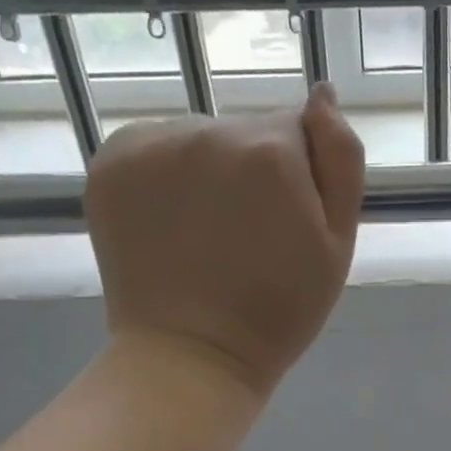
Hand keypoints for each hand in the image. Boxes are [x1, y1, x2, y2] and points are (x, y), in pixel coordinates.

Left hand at [84, 84, 364, 397]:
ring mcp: (150, 144)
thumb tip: (323, 95)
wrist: (193, 355)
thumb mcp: (337, 245)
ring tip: (205, 237)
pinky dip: (164, 178)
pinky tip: (171, 228)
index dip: (297, 180)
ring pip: (198, 140)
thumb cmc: (279, 312)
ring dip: (207, 173)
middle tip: (246, 240)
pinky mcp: (109, 162)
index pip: (296, 131)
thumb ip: (341, 160)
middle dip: (252, 173)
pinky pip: (154, 150)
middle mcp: (207, 131)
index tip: (286, 228)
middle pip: (244, 132)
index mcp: (270, 150)